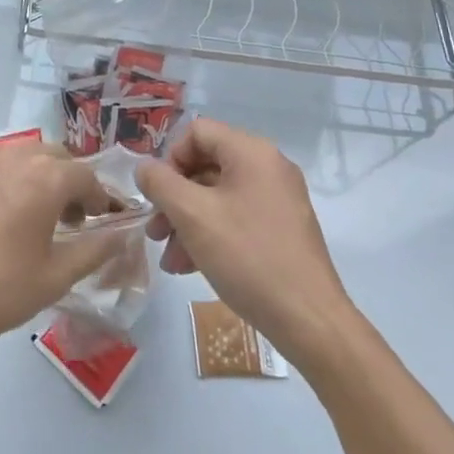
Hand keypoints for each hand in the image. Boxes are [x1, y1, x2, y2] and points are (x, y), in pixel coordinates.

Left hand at [0, 146, 123, 368]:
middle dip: (68, 182)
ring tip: (31, 218)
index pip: (87, 175)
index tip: (102, 221)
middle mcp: (12, 158)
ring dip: (34, 179)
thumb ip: (95, 250)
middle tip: (69, 219)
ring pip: (18, 158)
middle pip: (53, 157)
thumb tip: (121, 234)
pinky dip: (0, 186)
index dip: (100, 197)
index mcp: (44, 178)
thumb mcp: (55, 277)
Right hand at [137, 118, 348, 352]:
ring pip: (218, 196)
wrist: (309, 320)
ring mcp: (279, 199)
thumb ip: (160, 183)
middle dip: (174, 198)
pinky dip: (210, 235)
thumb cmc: (247, 256)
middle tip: (154, 231)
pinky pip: (236, 218)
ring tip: (170, 259)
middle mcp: (269, 167)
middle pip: (206, 166)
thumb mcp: (191, 215)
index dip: (170, 158)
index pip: (197, 132)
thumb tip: (145, 168)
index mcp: (251, 152)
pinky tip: (191, 267)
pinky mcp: (283, 229)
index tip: (158, 195)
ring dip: (187, 222)